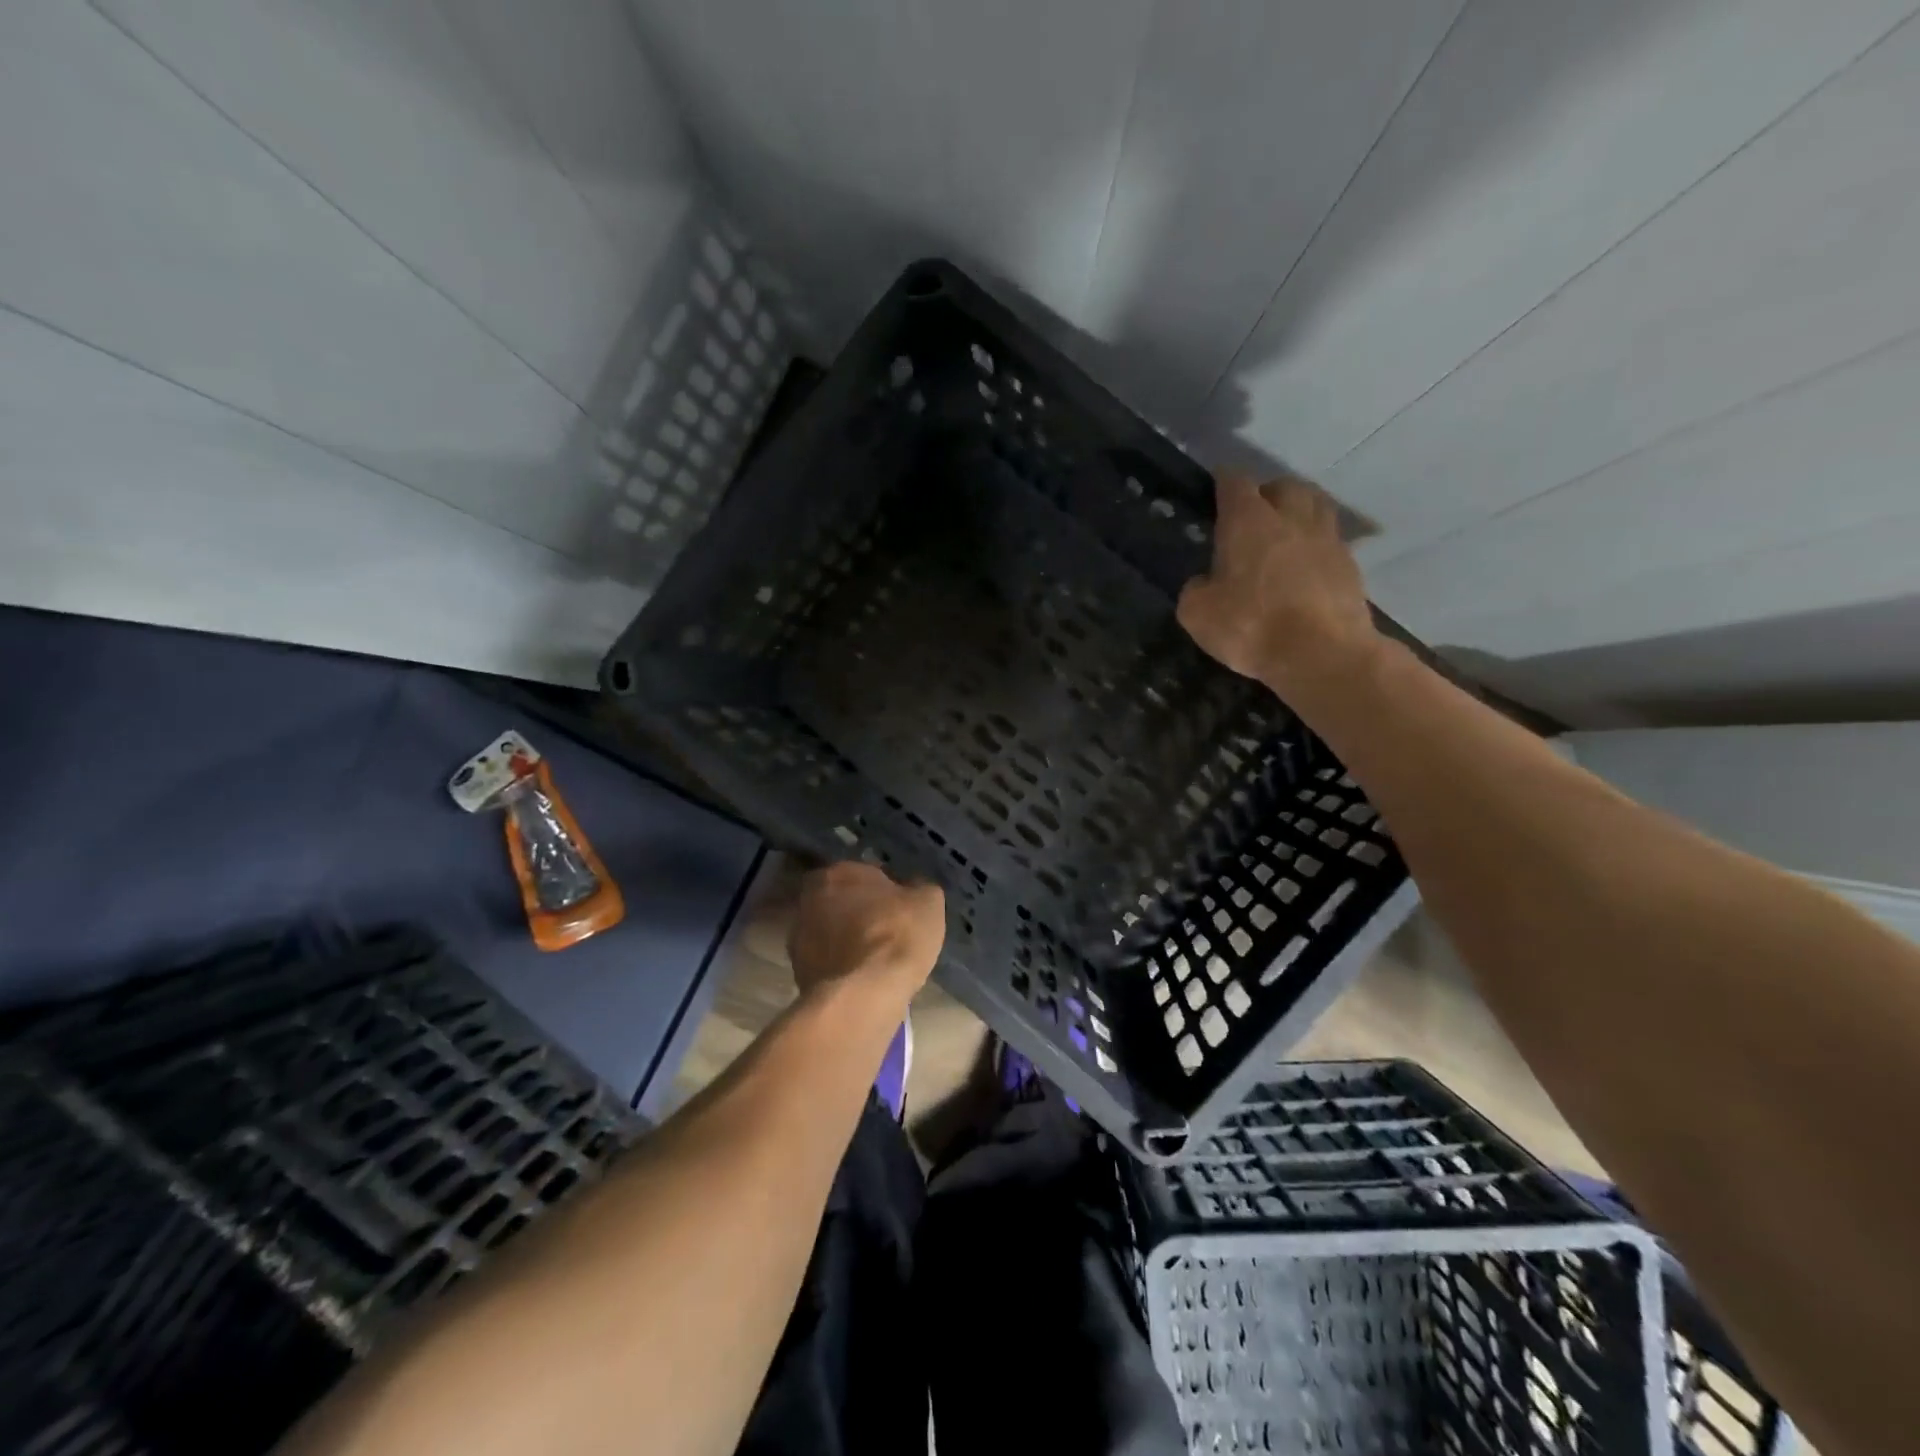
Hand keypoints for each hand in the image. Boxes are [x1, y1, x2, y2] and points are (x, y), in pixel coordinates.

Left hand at [787, 862, 944, 998]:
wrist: (862, 996)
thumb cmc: (897, 936)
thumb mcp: (928, 902)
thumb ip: (918, 887)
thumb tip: (912, 888)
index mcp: (838, 872)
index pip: (867, 873)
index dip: (887, 889)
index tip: (902, 907)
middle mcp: (809, 897)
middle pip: (842, 900)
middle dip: (860, 911)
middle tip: (886, 930)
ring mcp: (798, 936)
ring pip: (830, 930)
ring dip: (847, 939)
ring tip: (874, 959)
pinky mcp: (797, 971)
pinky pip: (827, 960)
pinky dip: (840, 965)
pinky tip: (861, 977)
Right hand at [1177, 473, 1381, 695]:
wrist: (1322, 654)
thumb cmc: (1251, 626)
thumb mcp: (1197, 613)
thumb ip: (1195, 589)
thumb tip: (1205, 582)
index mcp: (1248, 521)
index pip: (1235, 483)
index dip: (1223, 482)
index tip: (1216, 488)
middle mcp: (1291, 518)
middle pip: (1283, 486)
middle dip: (1267, 493)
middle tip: (1254, 514)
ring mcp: (1327, 539)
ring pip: (1315, 506)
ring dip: (1299, 511)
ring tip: (1286, 531)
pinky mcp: (1350, 565)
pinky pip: (1331, 541)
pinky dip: (1317, 545)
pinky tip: (1307, 565)